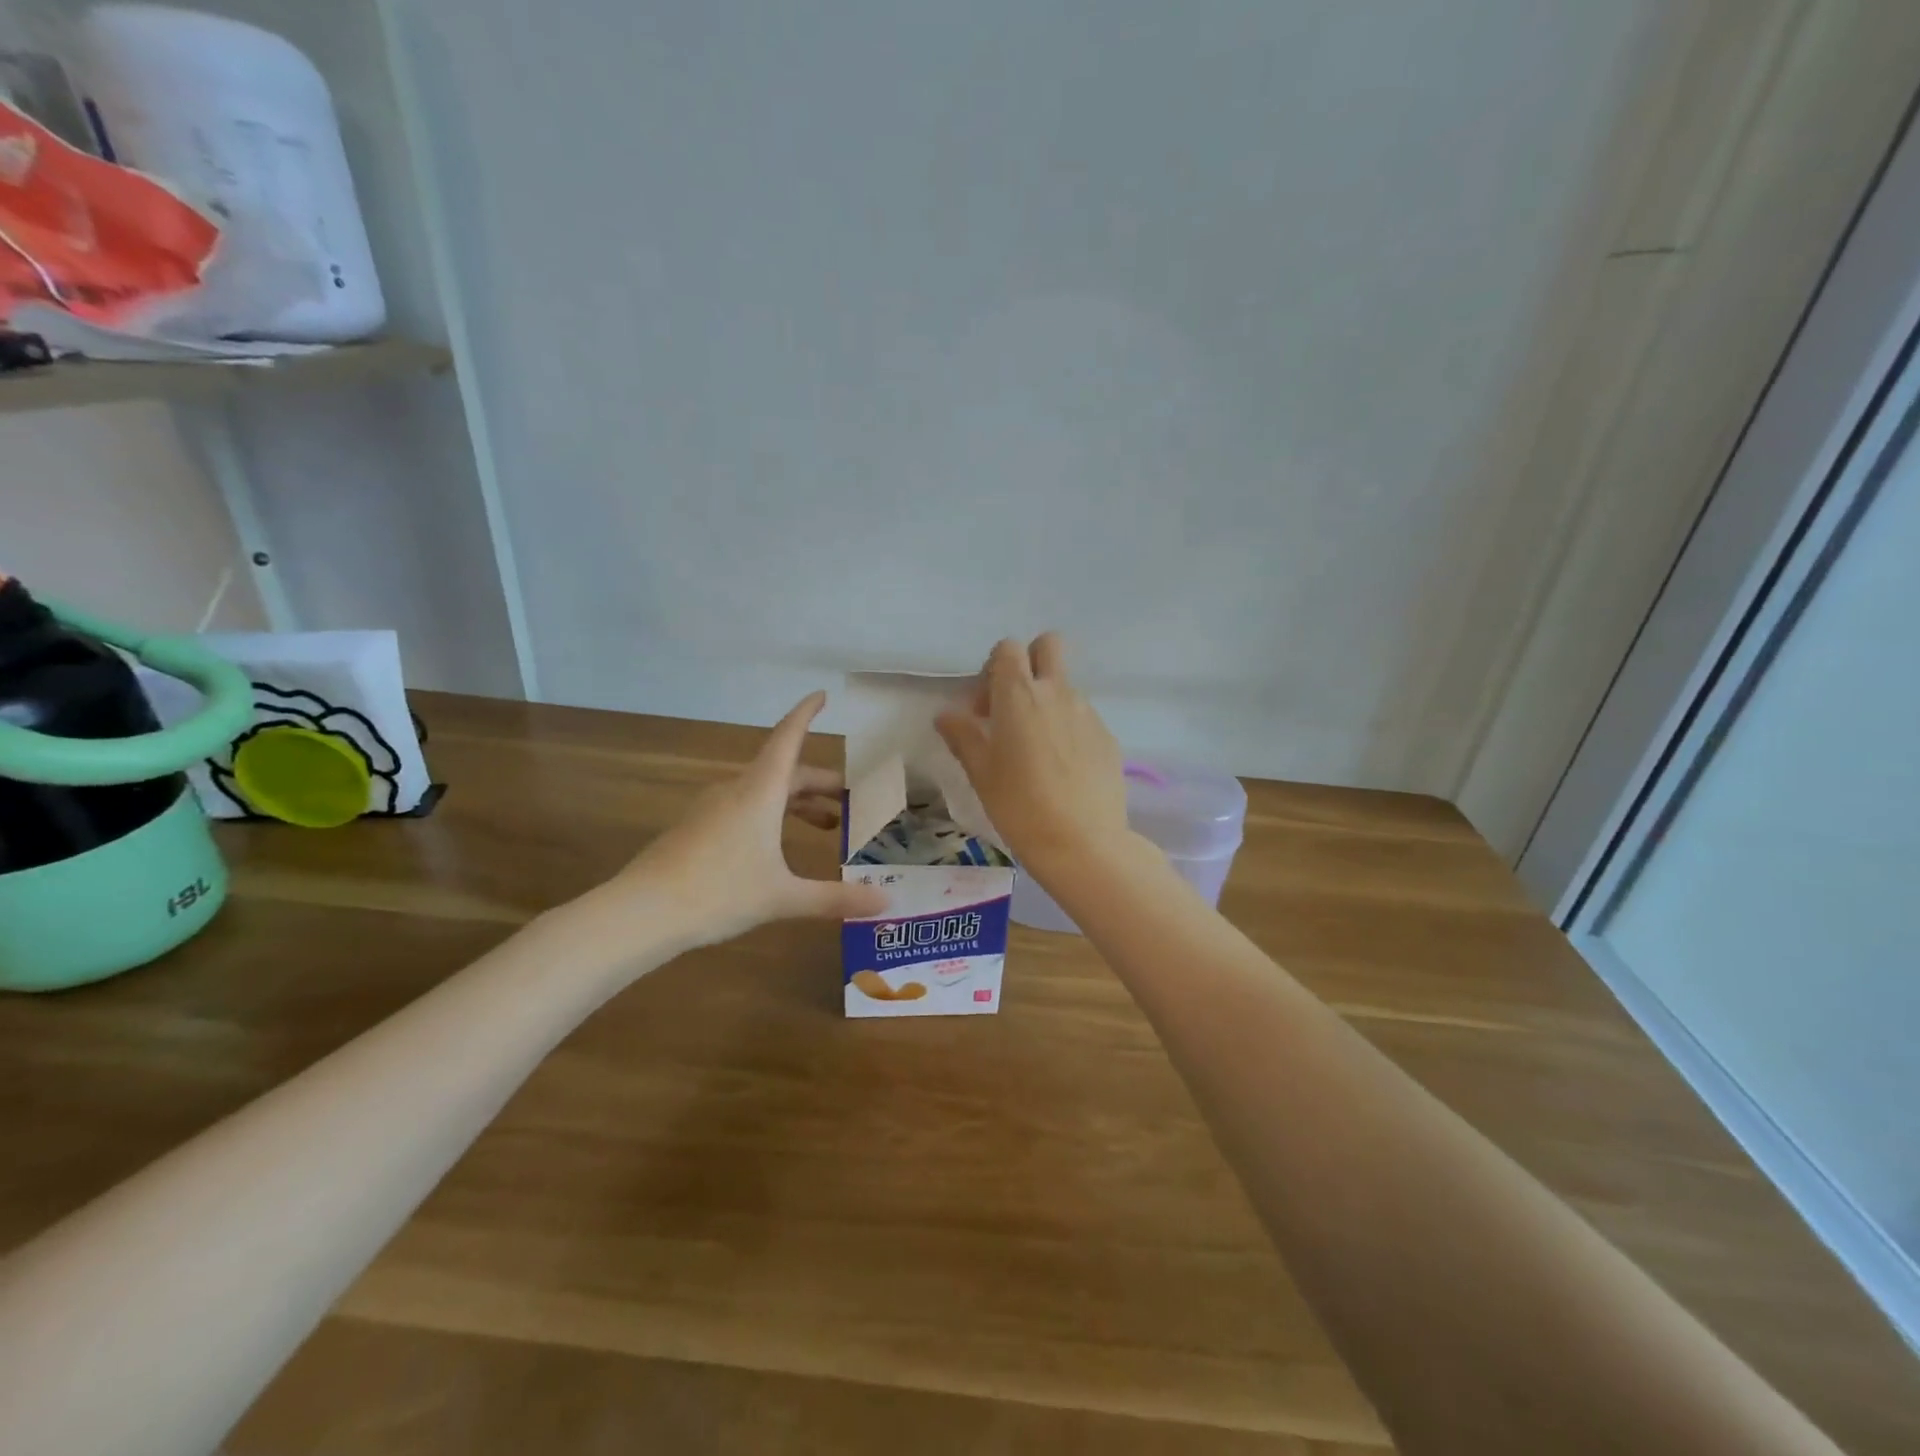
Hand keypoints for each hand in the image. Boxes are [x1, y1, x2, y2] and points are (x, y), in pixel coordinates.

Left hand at [583, 691, 886, 953]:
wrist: (641, 913)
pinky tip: (778, 848)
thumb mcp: (783, 897)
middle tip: (849, 799)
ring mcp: (712, 809)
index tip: (823, 695)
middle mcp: (736, 790)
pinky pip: (744, 809)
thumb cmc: (719, 892)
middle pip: (784, 772)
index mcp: (760, 792)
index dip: (807, 714)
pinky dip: (772, 816)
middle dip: (818, 783)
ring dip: (797, 803)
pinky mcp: (696, 829)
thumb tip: (887, 901)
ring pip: (764, 793)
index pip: (788, 738)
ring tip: (825, 826)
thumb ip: (836, 898)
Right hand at [935, 634, 1128, 872]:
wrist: (1084, 842)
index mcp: (1019, 695)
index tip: (984, 708)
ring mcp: (1087, 712)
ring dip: (1047, 701)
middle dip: (1030, 662)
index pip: (1008, 648)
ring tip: (1036, 750)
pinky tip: (1061, 770)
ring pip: (1065, 686)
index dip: (992, 669)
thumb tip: (946, 715)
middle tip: (1014, 705)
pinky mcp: (1107, 736)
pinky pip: (1082, 717)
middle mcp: (1057, 692)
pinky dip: (1068, 729)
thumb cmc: (1020, 806)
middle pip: (1048, 645)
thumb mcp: (981, 773)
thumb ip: (963, 736)